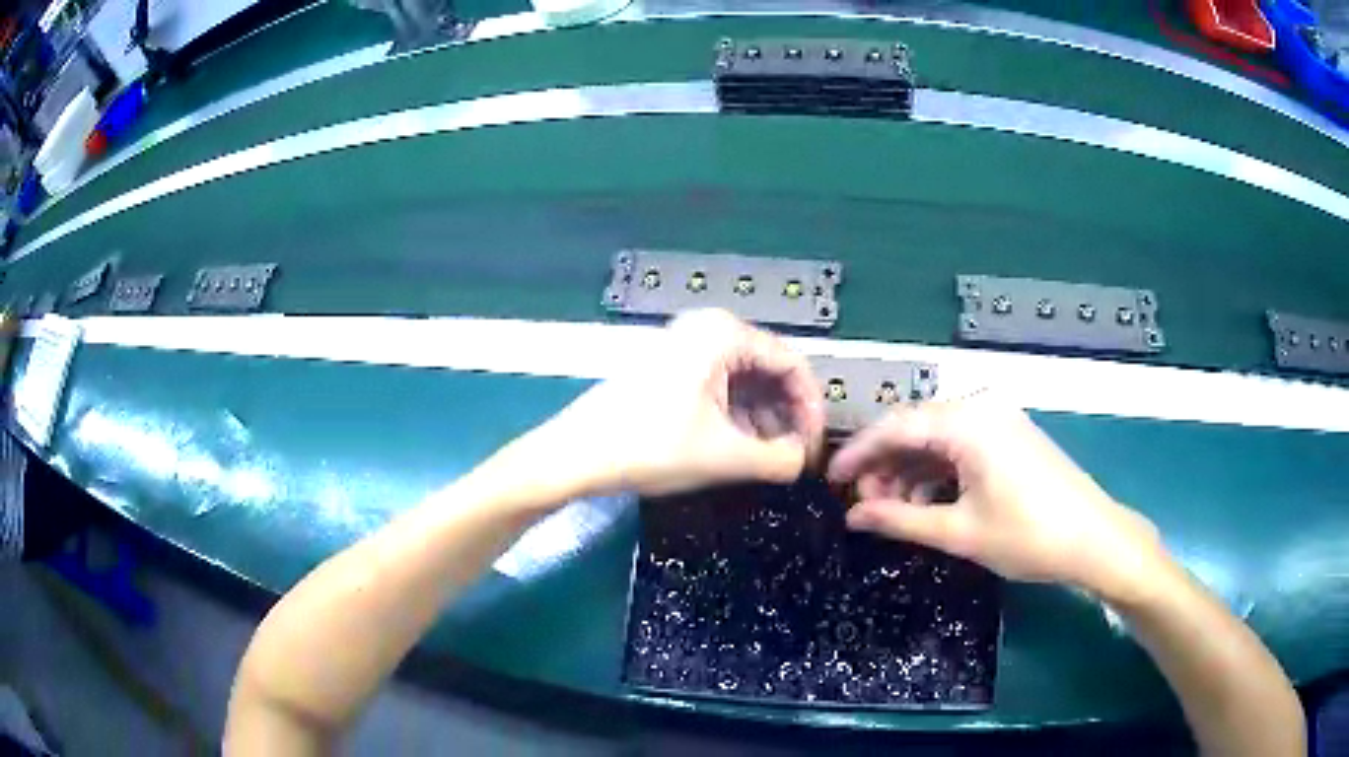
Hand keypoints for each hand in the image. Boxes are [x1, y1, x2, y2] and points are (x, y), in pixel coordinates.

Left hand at [528, 309, 825, 497]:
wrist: (574, 454)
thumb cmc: (649, 446)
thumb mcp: (725, 457)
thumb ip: (780, 459)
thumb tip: (802, 461)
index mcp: (724, 334)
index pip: (793, 364)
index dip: (812, 409)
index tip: (814, 449)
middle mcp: (707, 329)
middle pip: (769, 371)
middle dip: (787, 416)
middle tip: (794, 458)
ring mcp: (685, 346)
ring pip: (744, 381)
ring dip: (763, 420)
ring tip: (769, 460)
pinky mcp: (670, 368)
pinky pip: (719, 387)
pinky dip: (737, 417)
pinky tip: (739, 450)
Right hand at [827, 393, 1166, 602]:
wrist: (1094, 539)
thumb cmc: (1027, 536)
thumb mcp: (959, 532)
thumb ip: (899, 520)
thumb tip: (852, 517)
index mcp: (968, 421)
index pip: (896, 426)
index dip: (857, 453)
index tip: (828, 480)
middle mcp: (981, 408)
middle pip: (915, 428)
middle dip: (884, 466)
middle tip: (864, 506)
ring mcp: (999, 420)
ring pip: (937, 438)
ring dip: (910, 472)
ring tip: (893, 512)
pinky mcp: (1010, 437)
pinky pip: (960, 446)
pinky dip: (937, 472)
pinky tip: (927, 503)